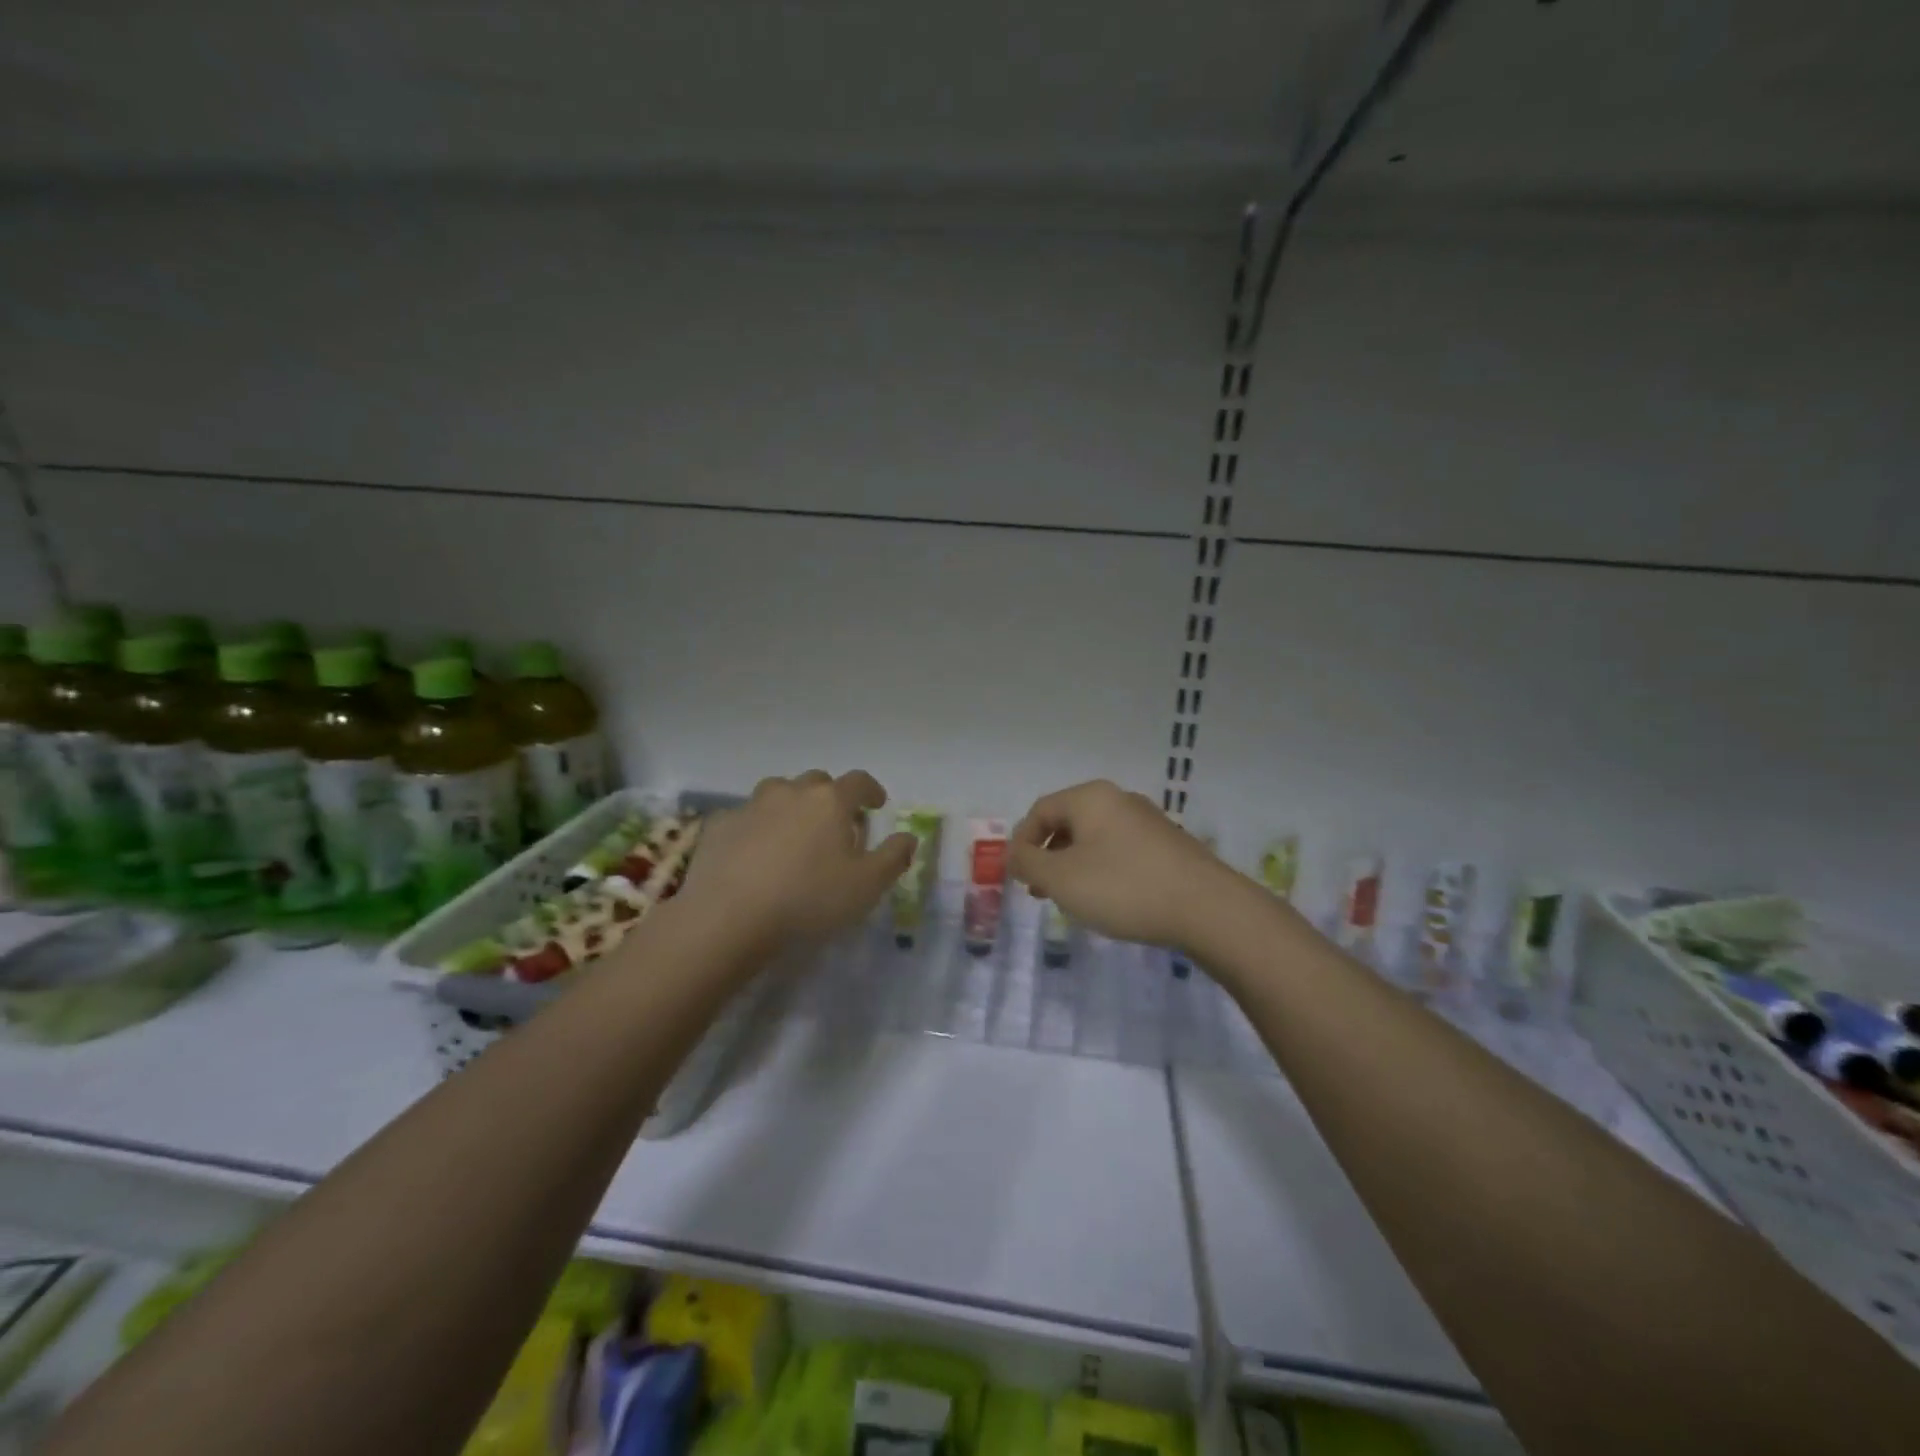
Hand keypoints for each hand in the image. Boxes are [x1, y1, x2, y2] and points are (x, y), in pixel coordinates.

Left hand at [677, 770, 914, 950]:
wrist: (729, 916)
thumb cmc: (809, 899)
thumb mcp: (867, 886)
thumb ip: (893, 857)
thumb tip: (908, 837)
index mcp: (830, 801)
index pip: (859, 781)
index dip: (871, 790)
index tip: (877, 805)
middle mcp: (791, 792)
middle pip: (817, 782)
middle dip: (830, 797)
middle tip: (836, 823)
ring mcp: (751, 805)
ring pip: (778, 792)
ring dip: (791, 804)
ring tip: (794, 831)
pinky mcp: (720, 825)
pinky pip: (745, 817)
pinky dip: (756, 827)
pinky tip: (754, 851)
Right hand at [1010, 781, 1237, 952]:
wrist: (1208, 908)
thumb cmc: (1123, 887)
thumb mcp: (1061, 878)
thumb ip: (1028, 863)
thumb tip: (1014, 853)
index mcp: (1090, 798)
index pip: (1040, 810)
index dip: (1022, 842)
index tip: (1018, 877)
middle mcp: (1119, 799)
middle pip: (1068, 822)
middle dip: (1048, 856)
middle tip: (1041, 891)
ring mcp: (1148, 821)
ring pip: (1095, 838)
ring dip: (1074, 866)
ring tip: (1072, 900)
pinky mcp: (1169, 845)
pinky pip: (1121, 851)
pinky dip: (1103, 870)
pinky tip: (1109, 900)